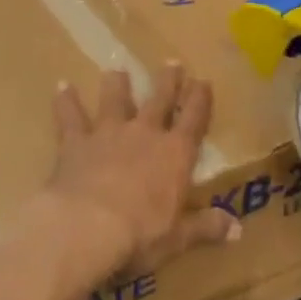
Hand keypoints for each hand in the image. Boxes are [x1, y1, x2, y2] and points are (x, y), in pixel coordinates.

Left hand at [33, 64, 239, 277]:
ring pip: (115, 100)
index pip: (193, 119)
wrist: (87, 226)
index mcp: (175, 155)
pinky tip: (62, 86)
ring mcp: (108, 133)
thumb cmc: (140, 234)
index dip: (200, 99)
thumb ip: (206, 227)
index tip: (203, 80)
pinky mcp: (76, 142)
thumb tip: (238, 228)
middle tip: (171, 62)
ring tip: (117, 70)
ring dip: (117, 85)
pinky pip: (70, 116)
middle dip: (167, 81)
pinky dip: (66, 101)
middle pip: (159, 100)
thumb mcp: (179, 237)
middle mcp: (144, 134)